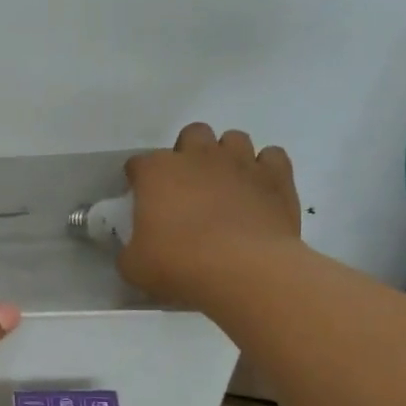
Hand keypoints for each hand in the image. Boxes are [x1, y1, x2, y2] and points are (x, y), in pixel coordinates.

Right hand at [118, 124, 302, 303]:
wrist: (244, 270)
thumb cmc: (179, 264)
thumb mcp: (134, 266)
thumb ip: (129, 250)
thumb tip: (134, 250)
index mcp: (157, 173)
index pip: (138, 164)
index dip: (138, 180)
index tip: (141, 200)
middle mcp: (198, 156)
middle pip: (191, 135)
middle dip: (188, 154)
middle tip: (188, 186)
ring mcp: (240, 162)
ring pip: (233, 139)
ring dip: (227, 157)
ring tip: (225, 185)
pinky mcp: (276, 176)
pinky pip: (271, 157)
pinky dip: (264, 169)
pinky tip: (259, 190)